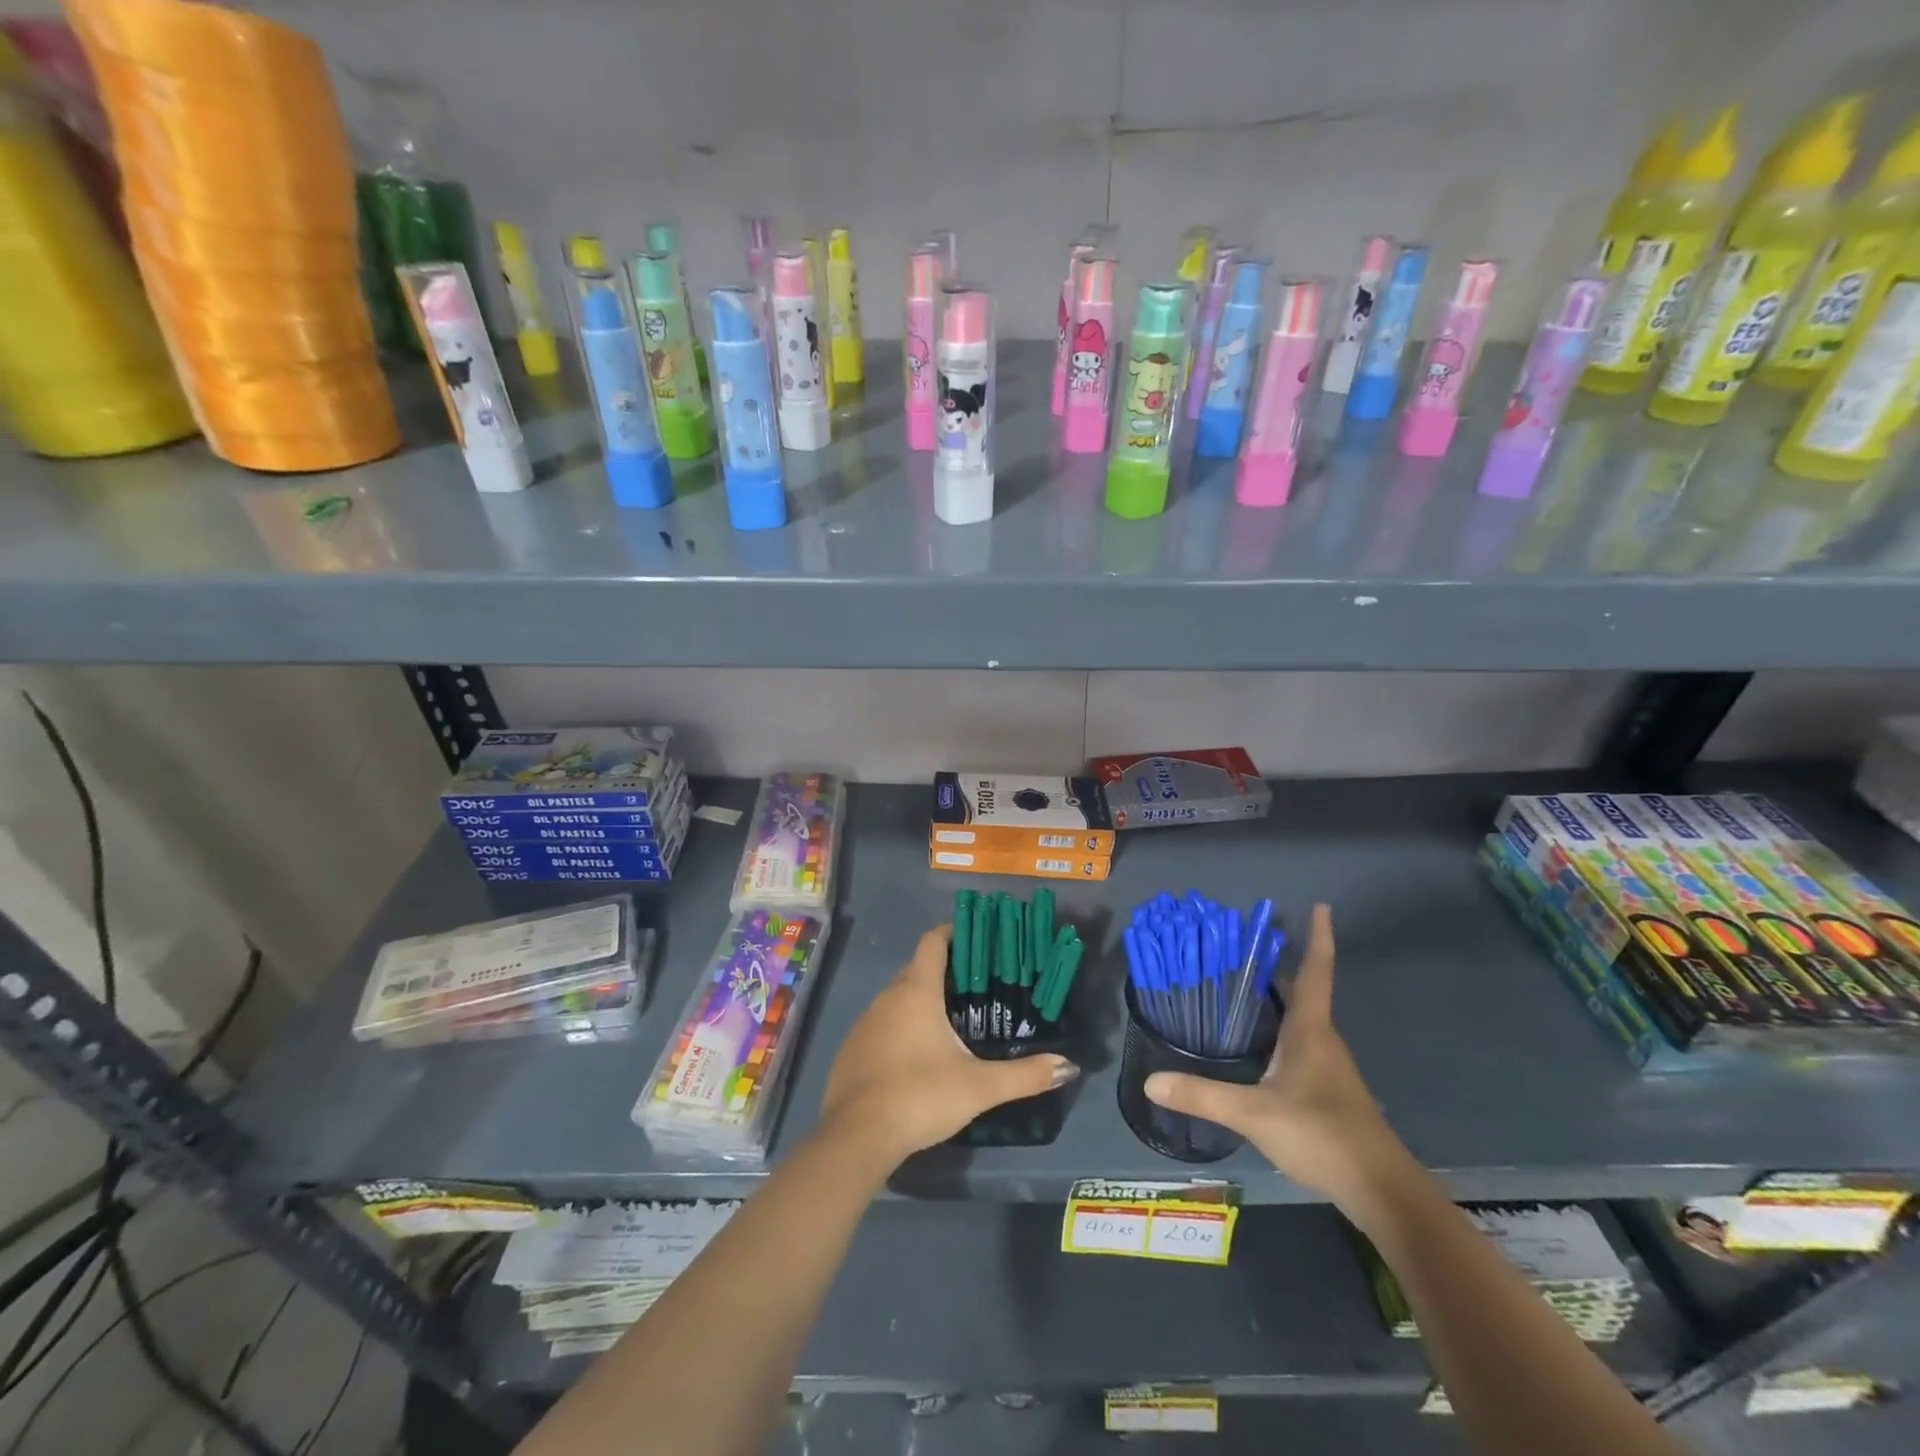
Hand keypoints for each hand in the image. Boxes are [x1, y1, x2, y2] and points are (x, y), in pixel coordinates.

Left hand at [820, 926, 1079, 1164]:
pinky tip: (917, 1055)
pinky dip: (901, 1026)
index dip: (952, 932)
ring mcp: (864, 1023)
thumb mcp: (979, 1087)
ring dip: (921, 1000)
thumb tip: (1068, 1066)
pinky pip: (882, 1024)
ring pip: (897, 997)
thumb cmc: (920, 1096)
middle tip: (976, 985)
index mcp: (916, 991)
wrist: (856, 1137)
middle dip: (944, 970)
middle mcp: (887, 997)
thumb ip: (1025, 1075)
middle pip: (917, 968)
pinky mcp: (852, 1049)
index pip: (932, 942)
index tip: (976, 937)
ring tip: (951, 1019)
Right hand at [1144, 905, 1409, 1205]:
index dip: (1319, 938)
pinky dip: (1276, 1030)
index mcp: (1311, 1030)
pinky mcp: (1325, 1090)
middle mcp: (1322, 1039)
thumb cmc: (1322, 1135)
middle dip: (1275, 966)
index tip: (1321, 906)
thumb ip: (1203, 1095)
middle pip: (1302, 990)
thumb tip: (1151, 1079)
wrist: (1380, 1191)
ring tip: (1234, 987)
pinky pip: (1297, 1044)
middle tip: (1239, 946)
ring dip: (1274, 998)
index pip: (1315, 971)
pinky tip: (1251, 1044)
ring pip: (1299, 1019)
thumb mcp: (1255, 1114)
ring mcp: (1327, 1066)